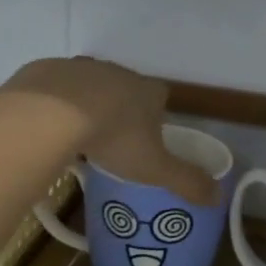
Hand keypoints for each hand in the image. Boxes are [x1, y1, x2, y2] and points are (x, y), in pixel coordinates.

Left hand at [0, 58, 218, 204]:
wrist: (53, 113)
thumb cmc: (114, 138)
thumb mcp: (155, 168)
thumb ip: (187, 181)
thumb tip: (219, 197)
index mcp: (147, 91)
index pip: (160, 98)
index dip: (156, 117)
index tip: (147, 139)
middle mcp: (117, 72)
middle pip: (124, 89)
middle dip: (120, 110)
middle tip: (111, 141)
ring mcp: (80, 68)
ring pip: (88, 86)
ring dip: (86, 105)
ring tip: (77, 135)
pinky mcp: (47, 70)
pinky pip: (54, 88)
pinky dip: (53, 104)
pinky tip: (47, 126)